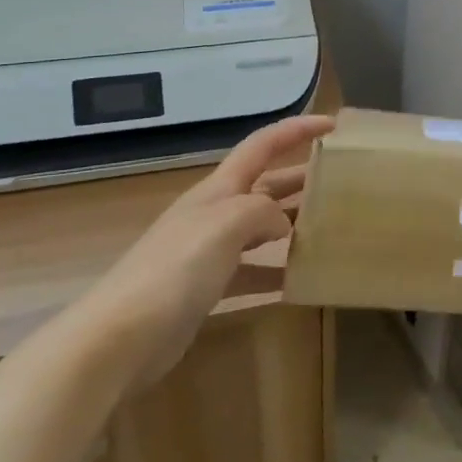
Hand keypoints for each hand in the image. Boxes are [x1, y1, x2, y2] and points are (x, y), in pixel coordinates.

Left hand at [67, 114, 334, 388]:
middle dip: (300, 176)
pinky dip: (274, 271)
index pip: (262, 145)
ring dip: (292, 224)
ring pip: (260, 228)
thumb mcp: (227, 224)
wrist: (120, 336)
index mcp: (218, 189)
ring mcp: (208, 252)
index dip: (296, 130)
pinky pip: (251, 271)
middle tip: (341, 179)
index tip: (333, 125)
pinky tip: (298, 282)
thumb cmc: (176, 269)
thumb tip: (282, 225)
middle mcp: (214, 213)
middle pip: (264, 185)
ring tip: (329, 227)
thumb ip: (263, 212)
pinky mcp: (206, 289)